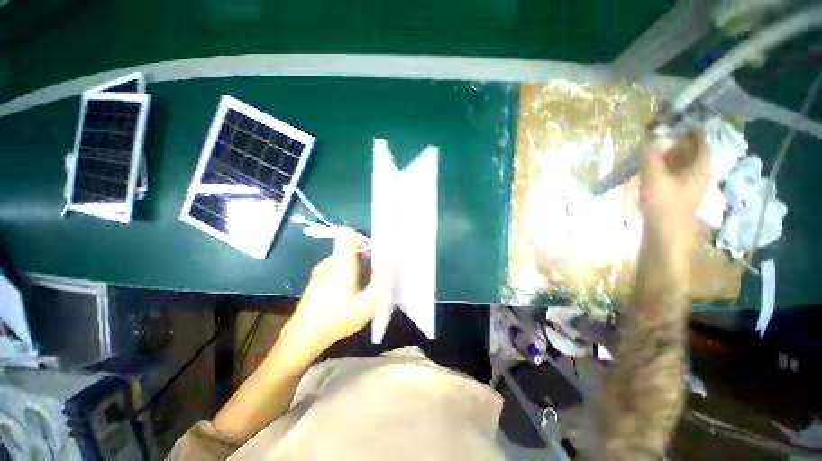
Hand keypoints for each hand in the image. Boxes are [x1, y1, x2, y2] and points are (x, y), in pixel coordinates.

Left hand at [280, 229, 388, 360]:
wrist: (303, 336)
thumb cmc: (336, 320)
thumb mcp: (366, 305)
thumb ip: (380, 282)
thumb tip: (389, 262)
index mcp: (340, 264)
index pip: (349, 236)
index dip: (364, 239)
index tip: (375, 253)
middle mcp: (329, 262)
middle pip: (348, 247)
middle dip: (365, 254)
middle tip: (376, 272)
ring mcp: (321, 270)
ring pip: (343, 257)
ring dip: (357, 264)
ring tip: (365, 284)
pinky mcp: (318, 279)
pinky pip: (336, 266)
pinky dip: (348, 272)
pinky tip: (351, 292)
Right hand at [640, 130, 710, 250]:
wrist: (665, 235)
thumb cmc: (664, 206)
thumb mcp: (654, 179)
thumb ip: (651, 158)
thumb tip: (649, 142)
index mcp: (699, 168)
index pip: (701, 143)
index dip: (693, 132)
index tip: (682, 123)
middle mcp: (698, 175)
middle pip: (692, 154)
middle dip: (679, 144)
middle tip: (664, 136)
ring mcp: (689, 187)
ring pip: (682, 166)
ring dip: (671, 157)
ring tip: (656, 152)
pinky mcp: (678, 197)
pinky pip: (674, 176)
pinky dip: (666, 170)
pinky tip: (653, 171)